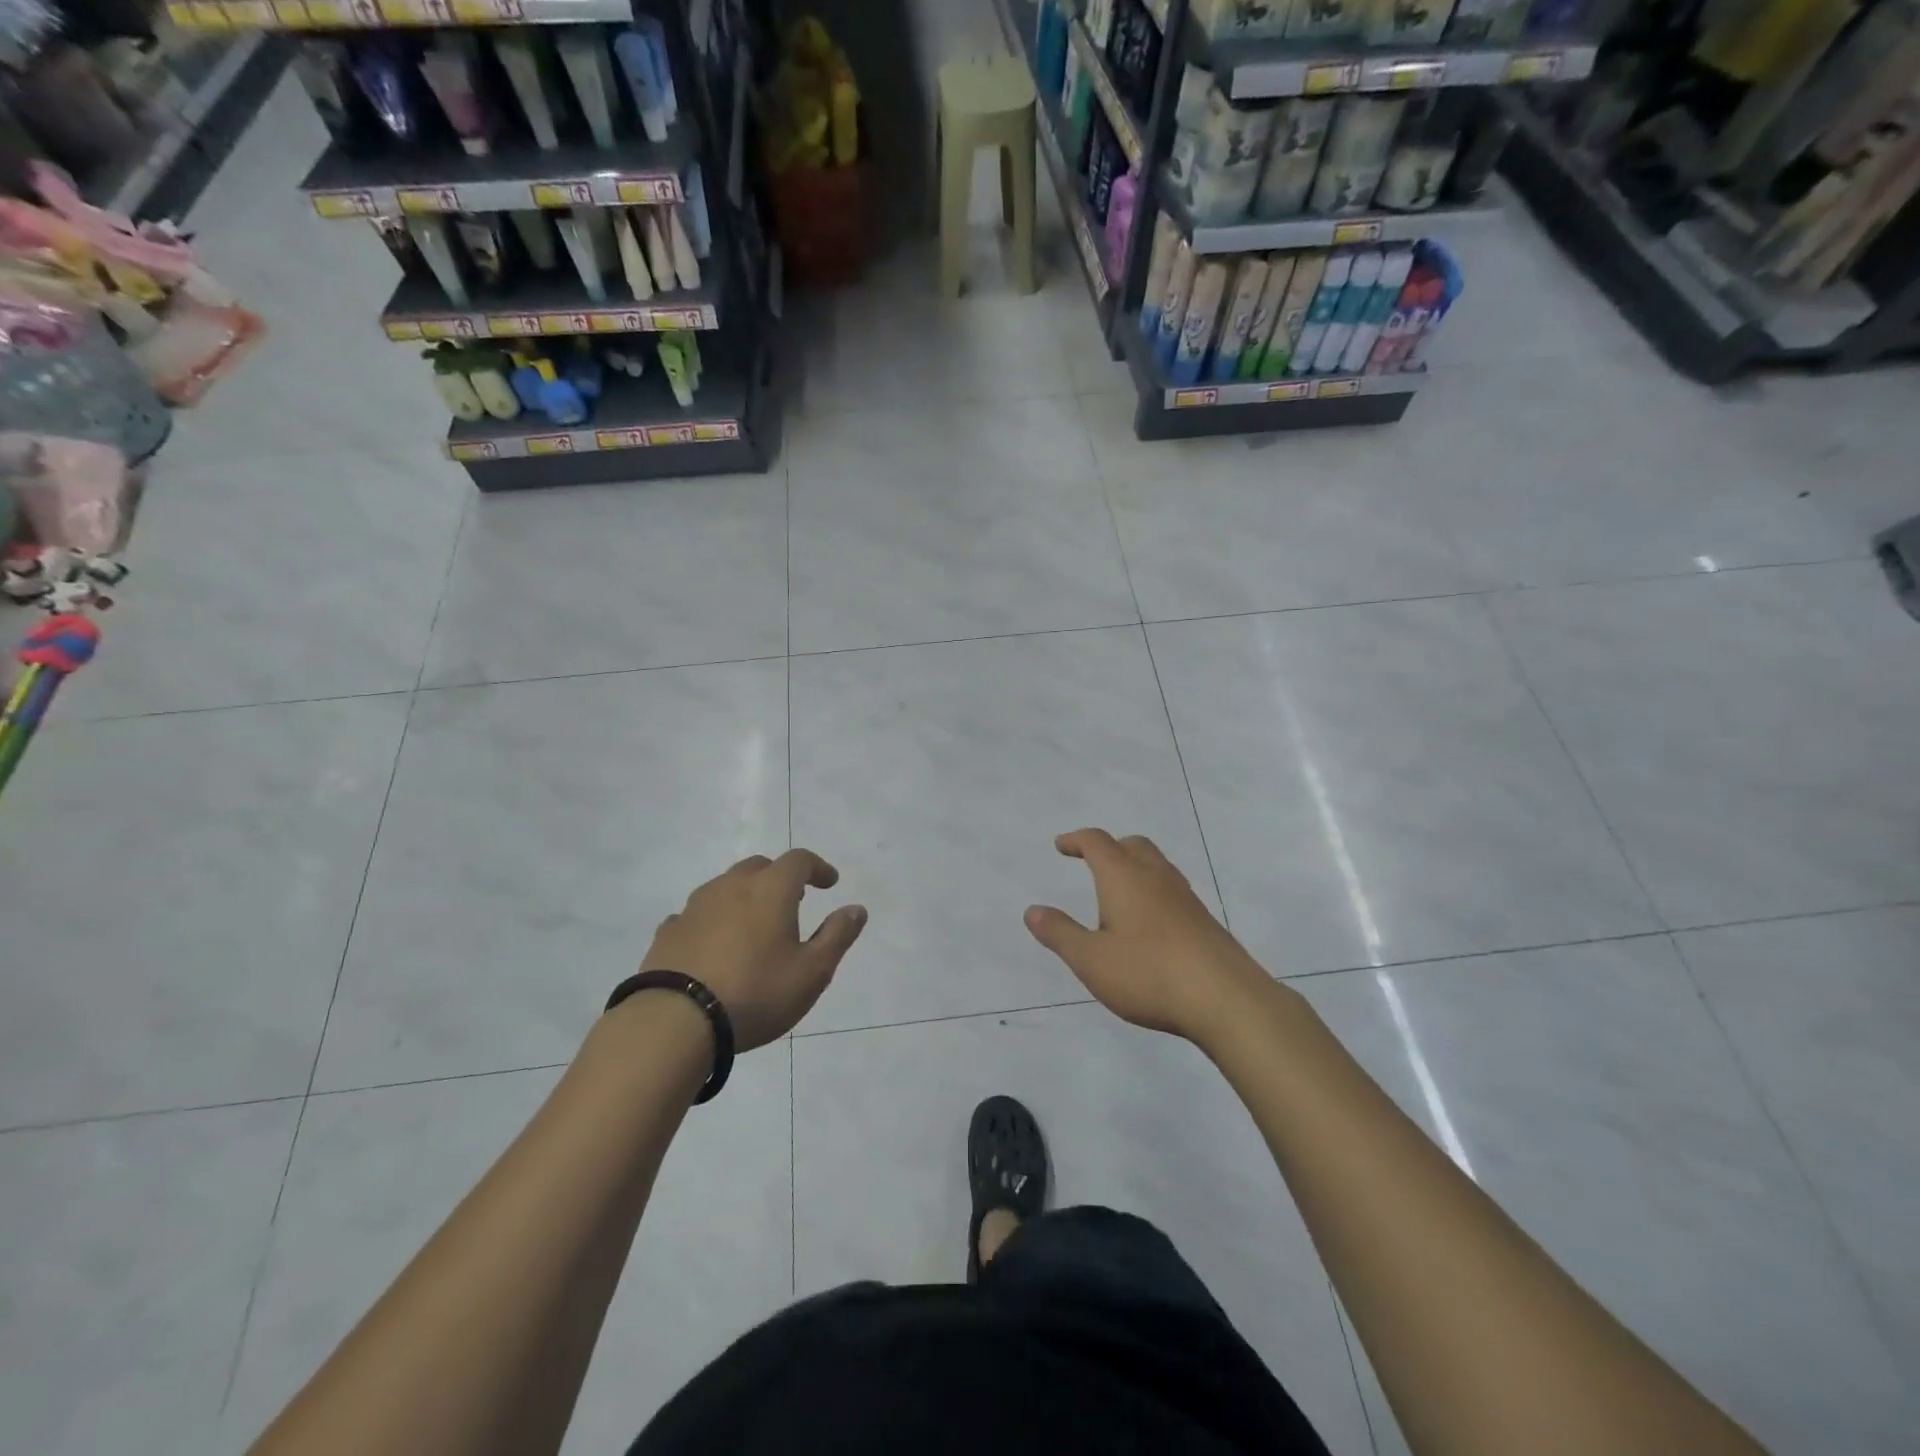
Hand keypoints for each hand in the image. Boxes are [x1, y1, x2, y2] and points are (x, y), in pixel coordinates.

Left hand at [639, 849, 866, 1051]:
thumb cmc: (756, 992)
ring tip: (753, 923)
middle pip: (760, 866)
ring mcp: (695, 907)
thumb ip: (837, 936)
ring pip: (725, 886)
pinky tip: (714, 944)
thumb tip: (856, 908)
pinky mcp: (668, 932)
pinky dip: (713, 920)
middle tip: (794, 900)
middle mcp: (731, 887)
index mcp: (770, 890)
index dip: (818, 867)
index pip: (799, 860)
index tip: (830, 883)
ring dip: (744, 896)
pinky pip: (697, 914)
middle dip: (780, 877)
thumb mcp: (812, 971)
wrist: (675, 1022)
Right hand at [1024, 829, 1268, 1044]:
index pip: (1097, 842)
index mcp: (1124, 877)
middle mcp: (1156, 877)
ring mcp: (1185, 897)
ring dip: (1134, 868)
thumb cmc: (1149, 973)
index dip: (1076, 840)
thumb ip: (1060, 933)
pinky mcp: (1203, 921)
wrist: (1226, 998)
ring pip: (1157, 866)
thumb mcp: (1091, 959)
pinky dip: (1153, 891)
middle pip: (1132, 845)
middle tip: (1092, 862)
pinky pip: (1172, 890)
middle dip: (1109, 848)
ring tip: (1118, 893)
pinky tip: (1149, 923)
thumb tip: (1032, 910)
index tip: (1061, 846)